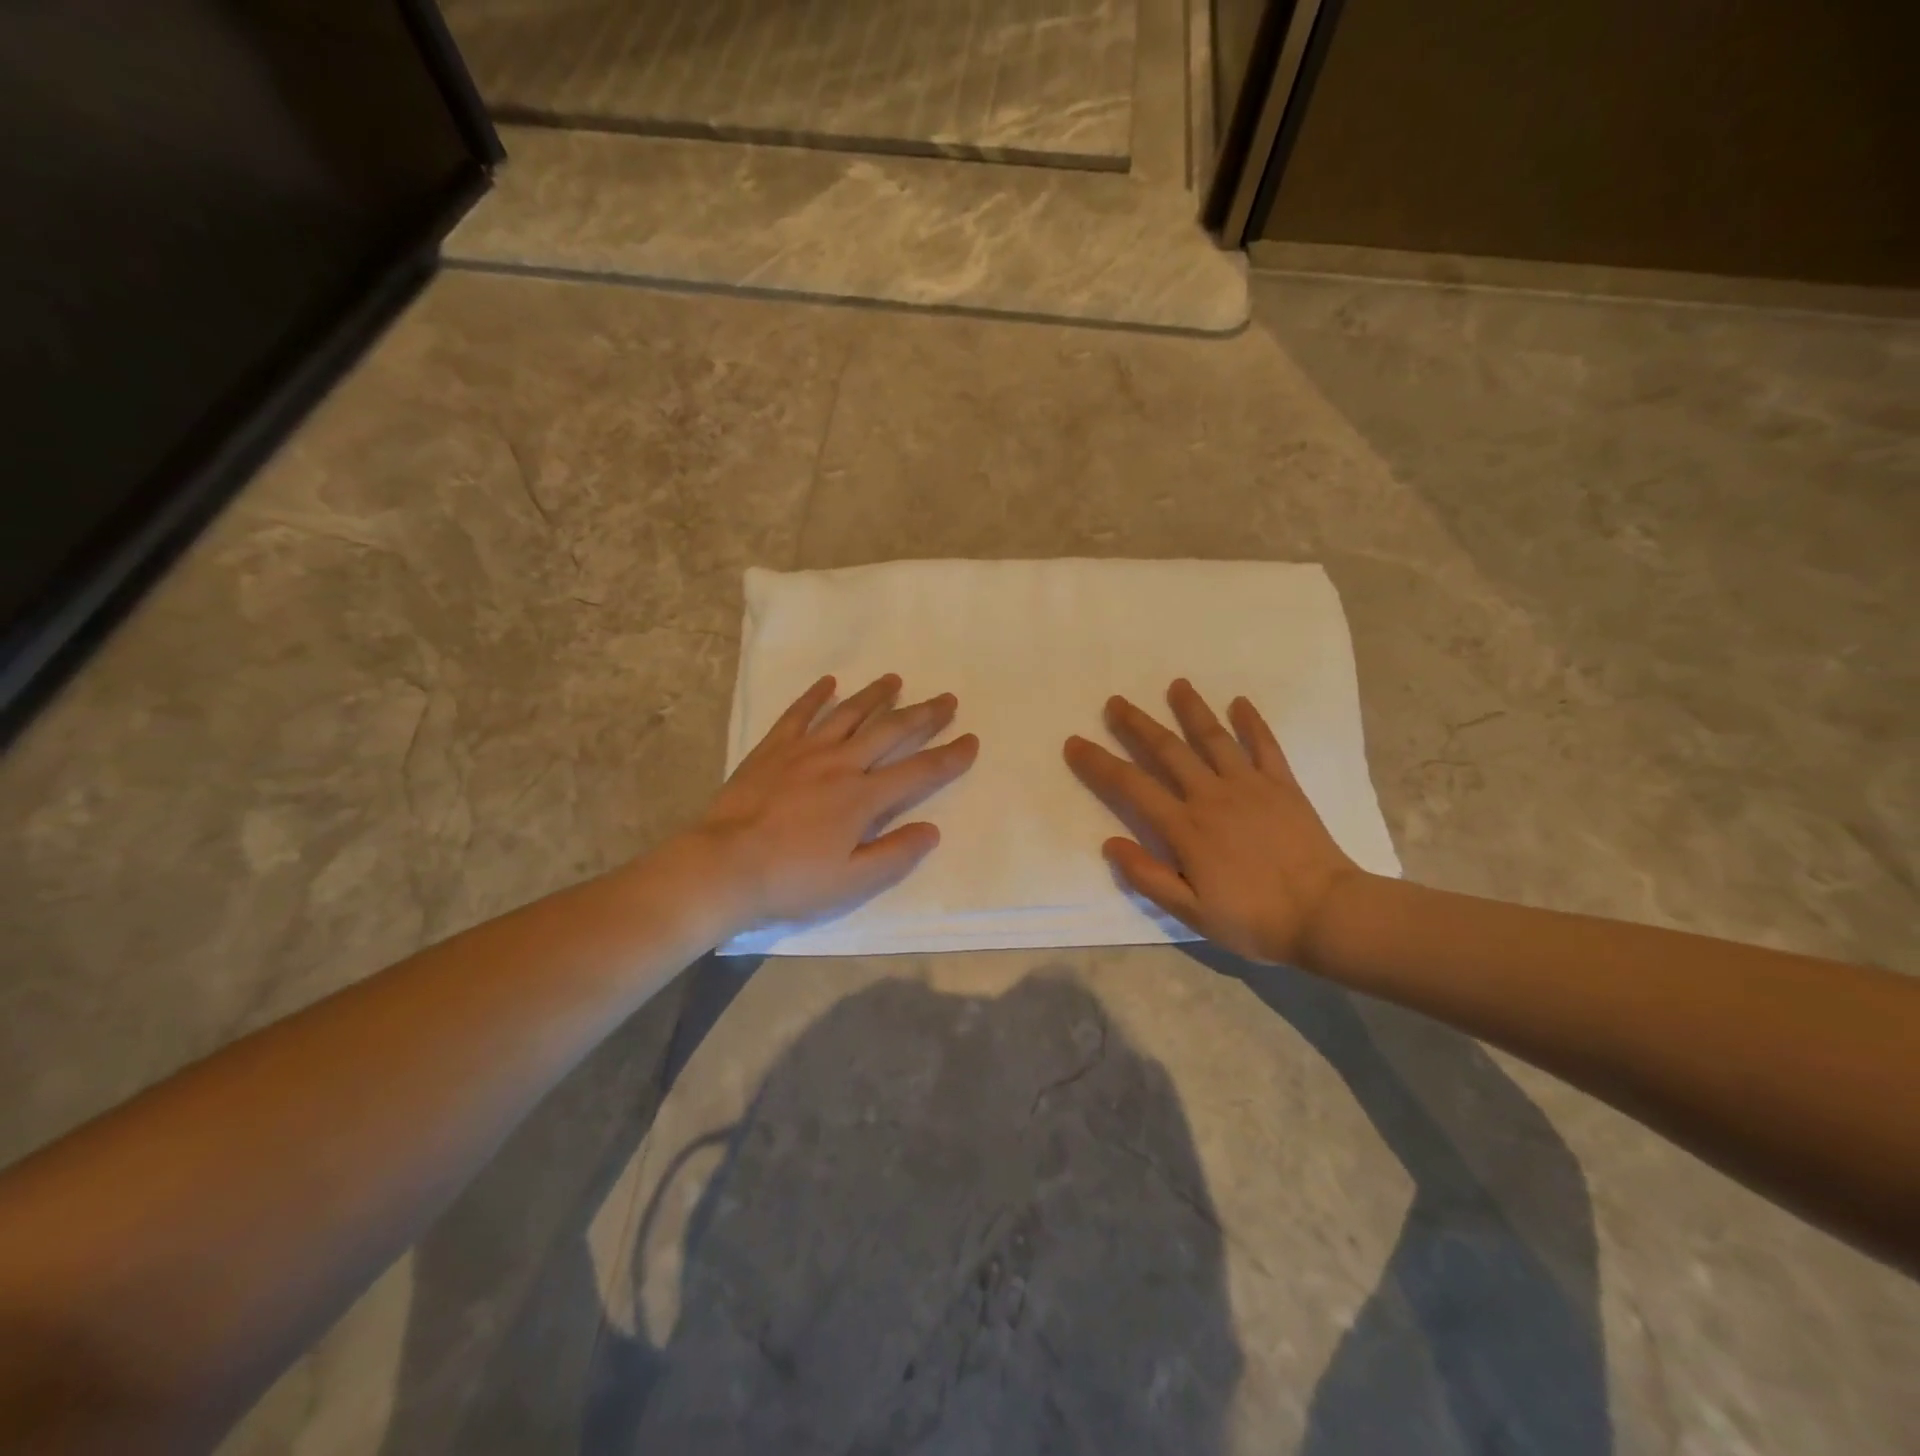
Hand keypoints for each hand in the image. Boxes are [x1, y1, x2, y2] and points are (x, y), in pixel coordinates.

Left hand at [681, 673, 978, 937]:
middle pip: (890, 732)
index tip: (972, 740)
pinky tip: (829, 682)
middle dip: (923, 715)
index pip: (918, 772)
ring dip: (876, 695)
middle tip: (946, 698)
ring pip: (848, 714)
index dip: (949, 756)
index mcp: (862, 798)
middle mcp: (840, 764)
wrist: (723, 867)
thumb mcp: (850, 883)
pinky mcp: (772, 749)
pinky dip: (815, 696)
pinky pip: (798, 713)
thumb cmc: (790, 880)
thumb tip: (932, 829)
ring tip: (895, 680)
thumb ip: (894, 855)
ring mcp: (804, 751)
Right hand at [1064, 679, 1364, 964]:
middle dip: (1137, 724)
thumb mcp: (1191, 912)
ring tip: (1176, 685)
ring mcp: (1250, 785)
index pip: (1131, 786)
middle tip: (1116, 702)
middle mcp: (1211, 795)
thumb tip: (1110, 843)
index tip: (1075, 742)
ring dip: (1191, 709)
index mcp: (1185, 827)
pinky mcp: (1283, 785)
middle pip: (1167, 750)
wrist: (1326, 915)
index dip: (1099, 763)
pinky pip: (1265, 746)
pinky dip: (1252, 722)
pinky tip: (1240, 703)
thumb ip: (1148, 877)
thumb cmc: (1254, 919)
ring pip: (1213, 738)